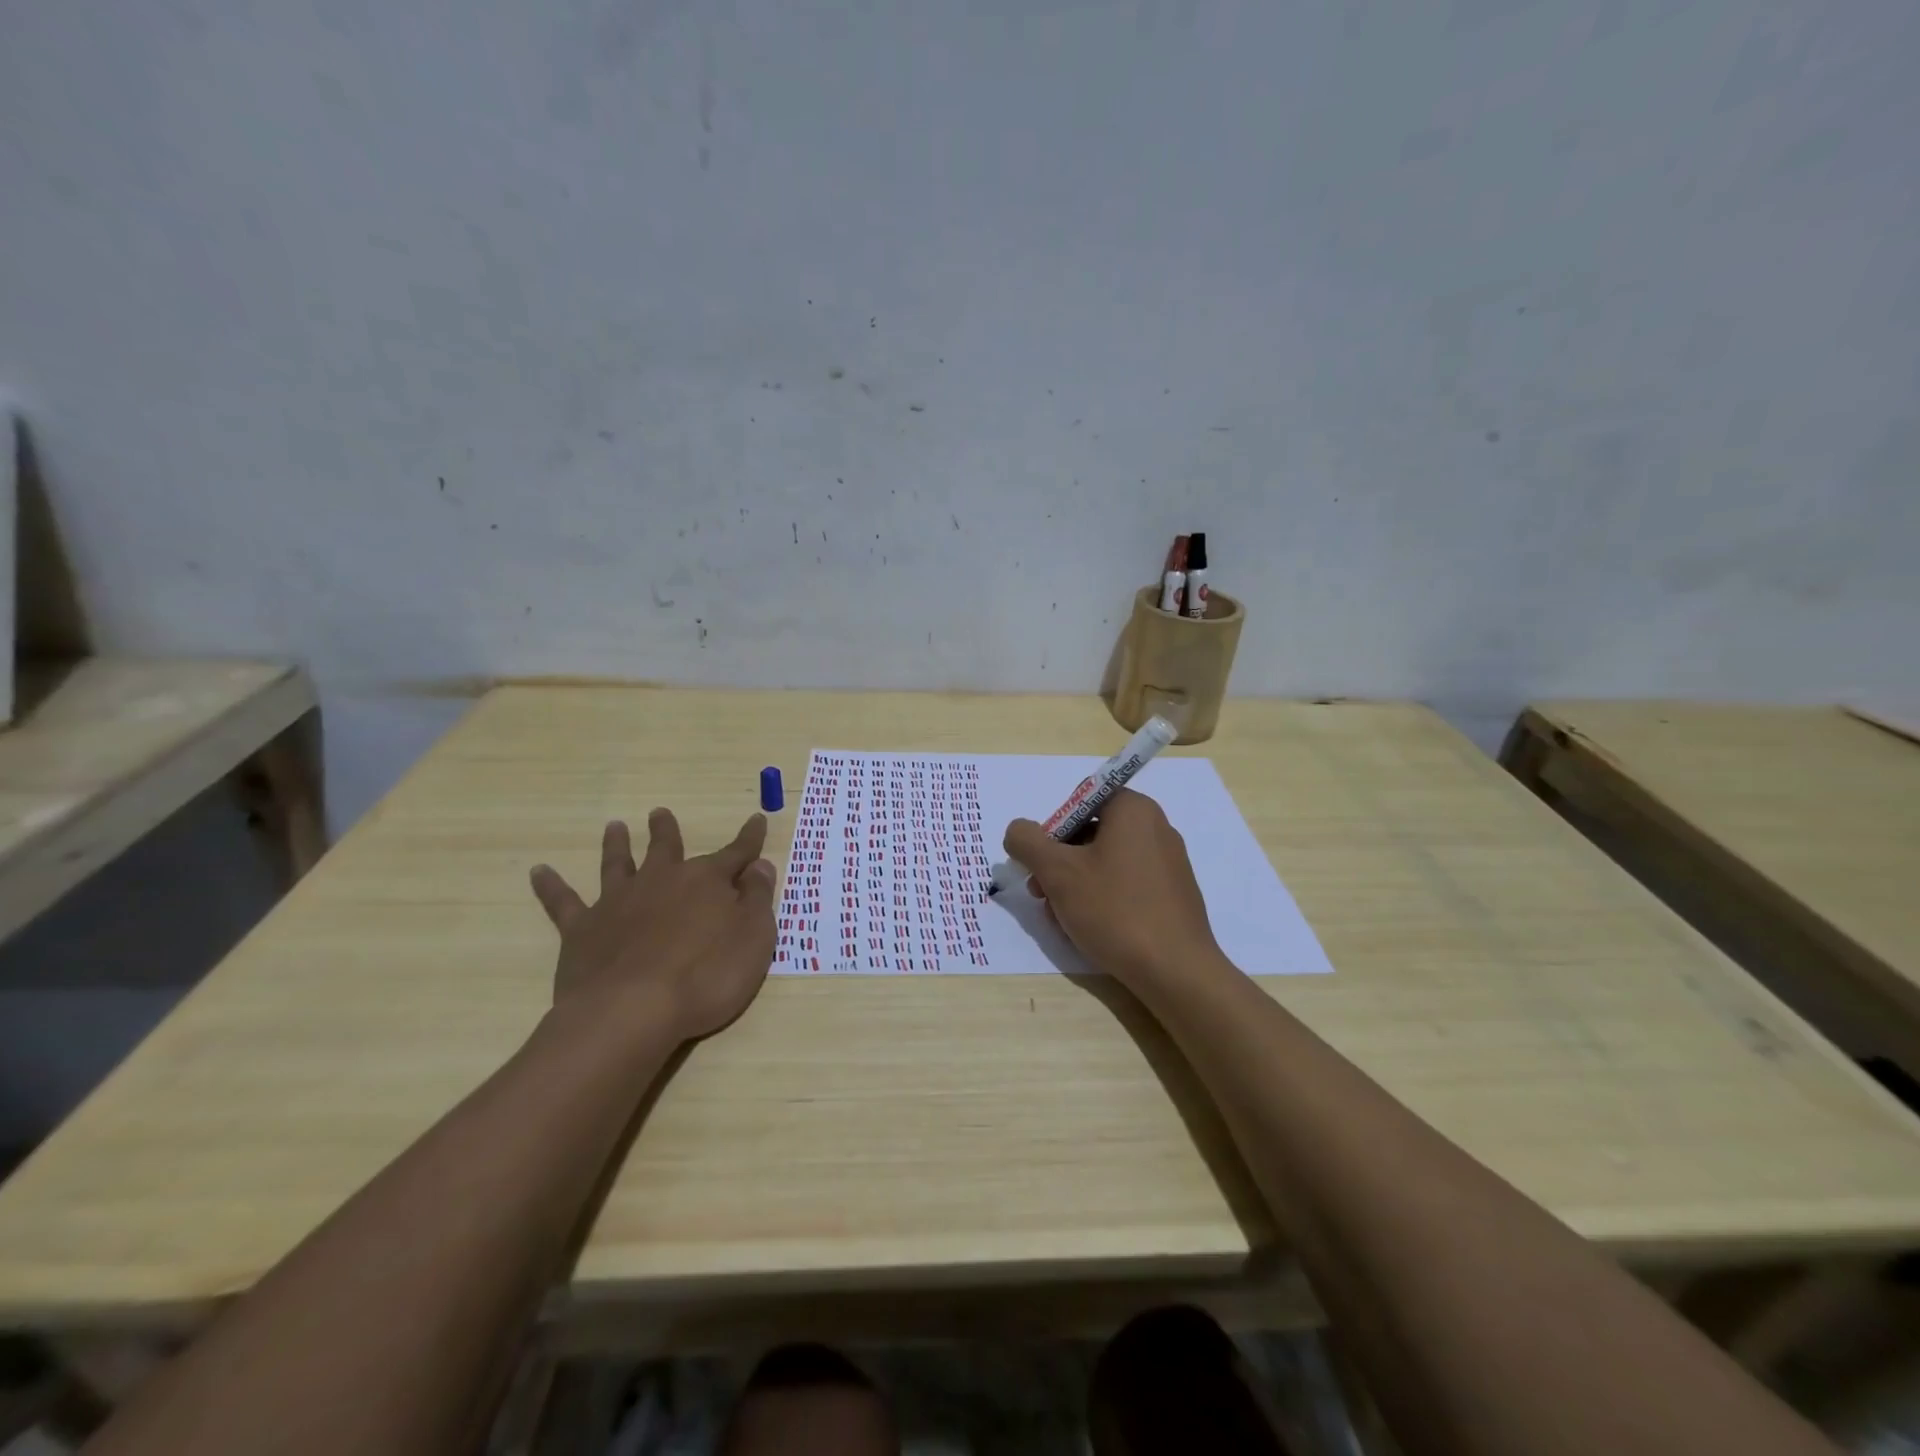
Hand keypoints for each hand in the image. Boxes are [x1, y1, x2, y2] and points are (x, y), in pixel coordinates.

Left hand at [529, 808, 776, 1041]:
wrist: (632, 1011)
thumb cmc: (706, 976)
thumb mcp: (754, 938)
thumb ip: (757, 899)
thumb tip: (759, 865)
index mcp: (706, 882)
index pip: (735, 853)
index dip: (749, 838)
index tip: (757, 819)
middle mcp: (661, 881)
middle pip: (666, 848)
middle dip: (666, 831)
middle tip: (659, 812)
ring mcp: (618, 903)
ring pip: (617, 864)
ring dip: (617, 845)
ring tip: (614, 826)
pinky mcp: (582, 930)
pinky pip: (563, 902)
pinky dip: (551, 885)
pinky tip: (539, 871)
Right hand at [1004, 788, 1228, 996]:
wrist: (1175, 970)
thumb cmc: (1114, 910)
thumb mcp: (1057, 872)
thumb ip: (1027, 842)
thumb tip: (1017, 831)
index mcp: (1133, 810)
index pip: (1081, 801)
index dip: (1054, 829)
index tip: (1042, 862)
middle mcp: (1156, 827)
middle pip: (1091, 833)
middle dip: (1059, 862)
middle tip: (1041, 894)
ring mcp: (1168, 862)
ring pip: (1106, 863)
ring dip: (1075, 885)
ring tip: (1060, 919)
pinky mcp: (1173, 894)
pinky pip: (1127, 884)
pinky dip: (1102, 899)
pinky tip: (1089, 929)